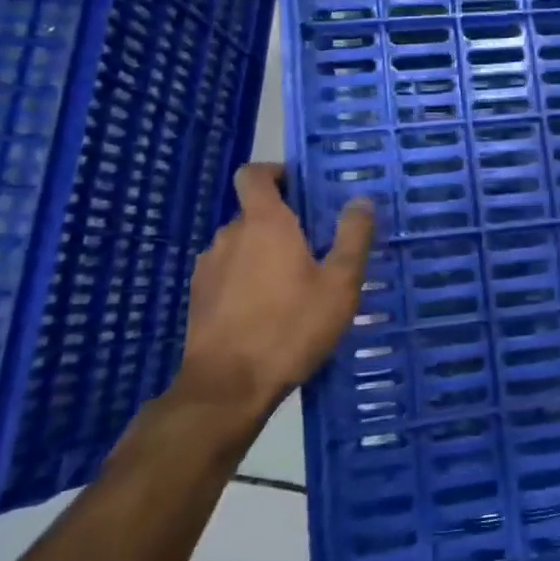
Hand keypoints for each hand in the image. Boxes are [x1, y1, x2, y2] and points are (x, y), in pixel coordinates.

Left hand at [171, 163, 375, 423]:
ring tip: (293, 286)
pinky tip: (267, 312)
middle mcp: (230, 236)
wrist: (227, 387)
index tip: (301, 189)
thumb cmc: (290, 328)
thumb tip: (361, 200)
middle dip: (282, 223)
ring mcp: (208, 267)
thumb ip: (353, 237)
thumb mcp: (339, 284)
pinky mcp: (198, 298)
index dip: (275, 173)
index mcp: (264, 223)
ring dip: (264, 254)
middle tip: (315, 248)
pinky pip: (227, 274)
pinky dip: (246, 280)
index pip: (254, 174)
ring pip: (241, 246)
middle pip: (254, 213)